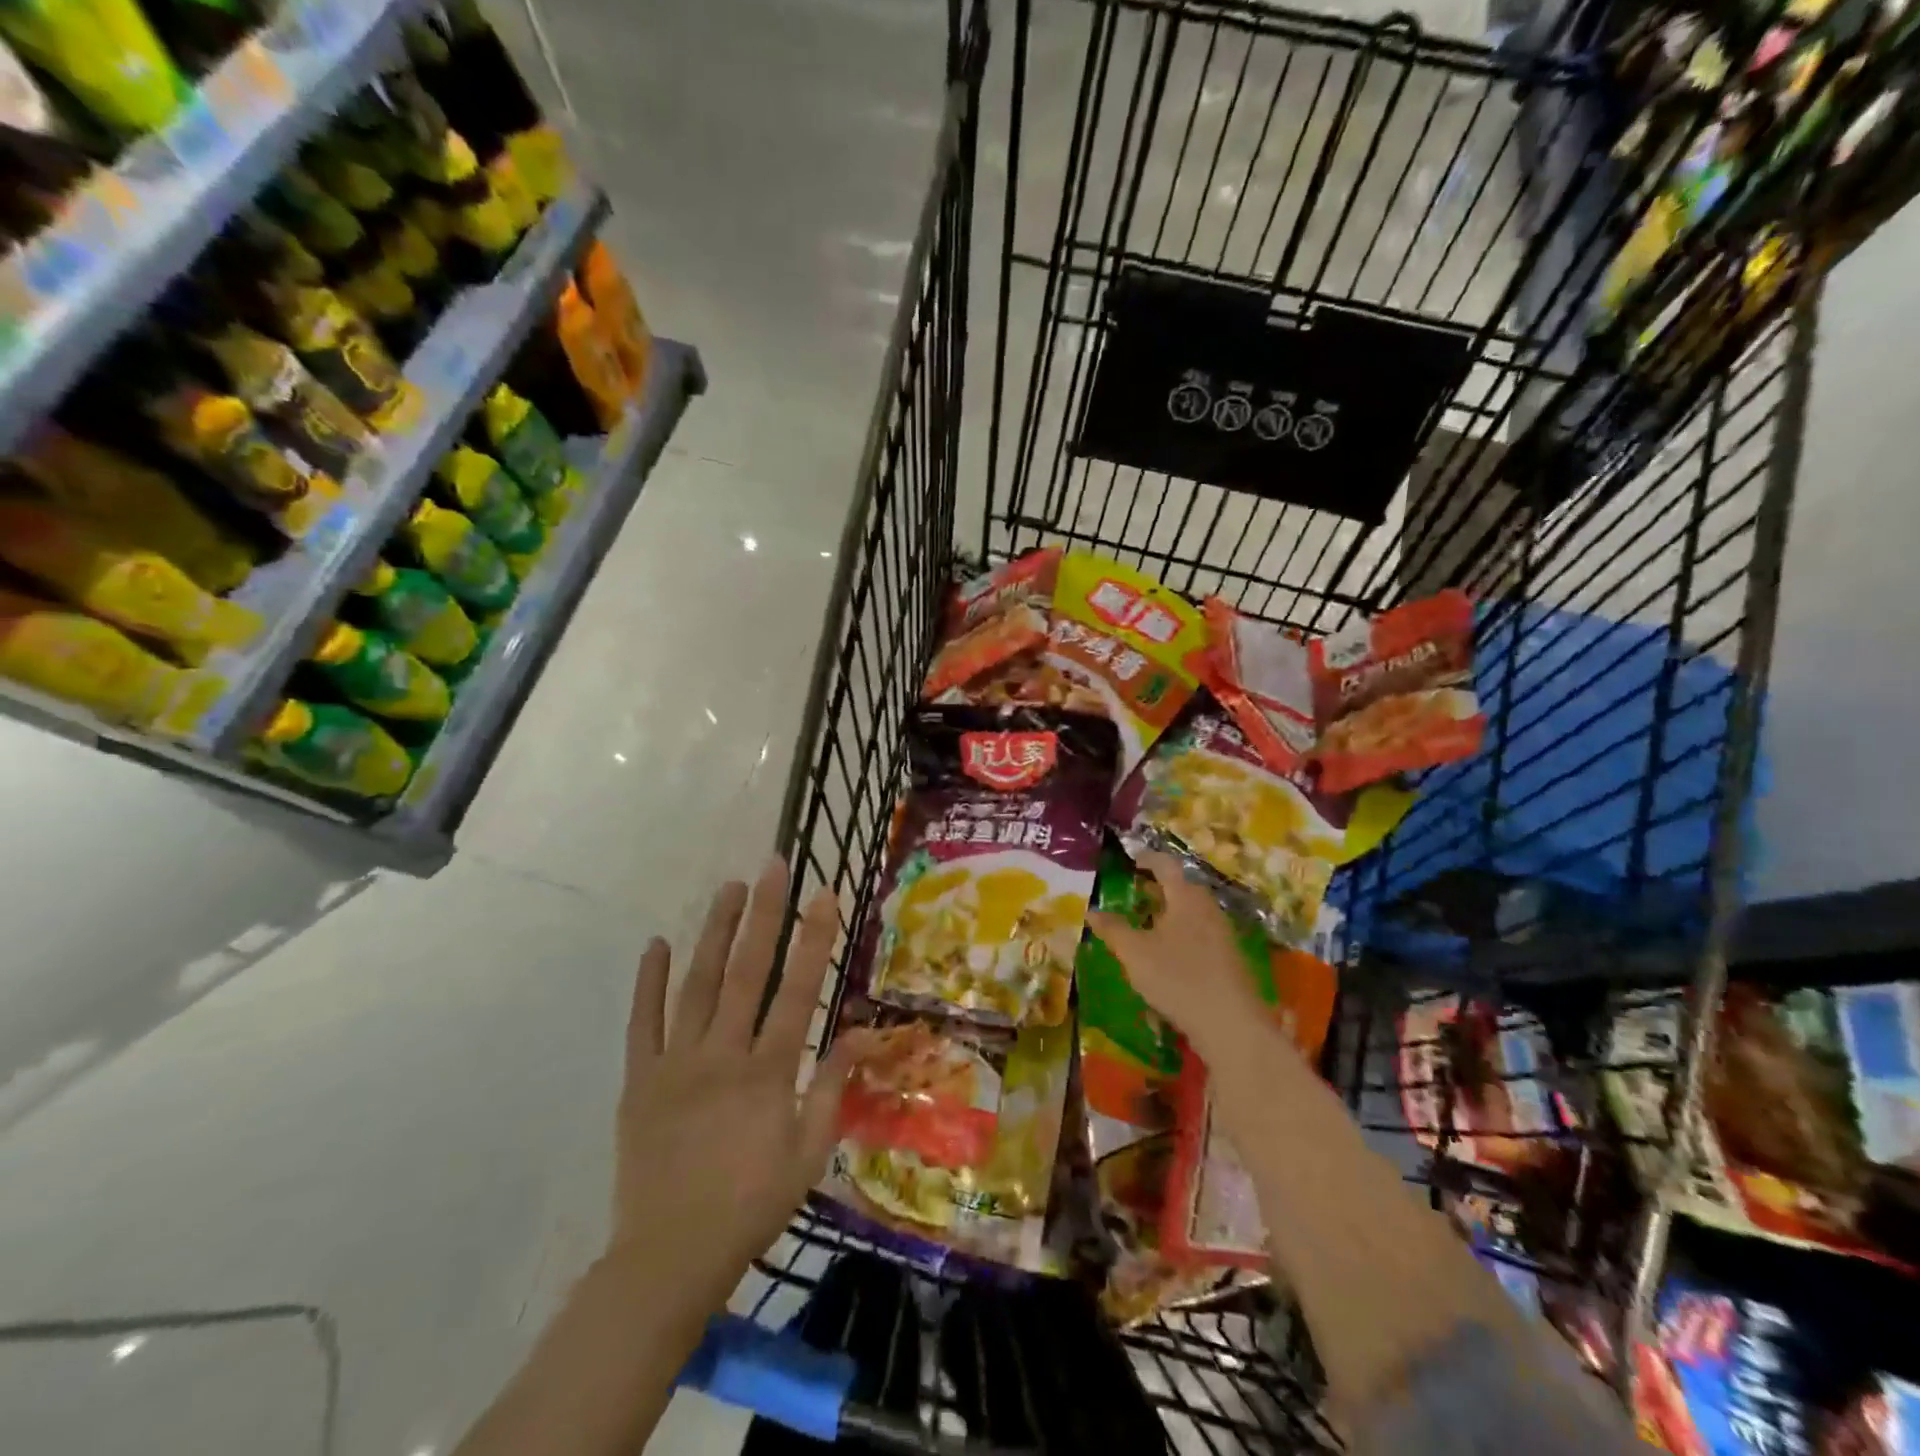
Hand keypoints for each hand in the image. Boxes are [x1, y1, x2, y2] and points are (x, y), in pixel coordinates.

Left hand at [612, 856, 860, 1312]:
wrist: (668, 1259)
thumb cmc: (751, 1205)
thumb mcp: (809, 1153)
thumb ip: (832, 1086)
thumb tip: (863, 1032)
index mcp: (767, 1072)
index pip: (798, 991)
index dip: (813, 939)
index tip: (823, 894)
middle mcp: (722, 1055)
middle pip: (746, 972)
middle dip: (763, 914)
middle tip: (772, 866)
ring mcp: (676, 1063)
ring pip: (696, 985)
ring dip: (713, 932)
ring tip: (727, 888)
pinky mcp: (640, 1079)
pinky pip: (643, 1022)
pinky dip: (649, 982)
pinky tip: (656, 944)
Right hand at [1086, 849, 1272, 1060]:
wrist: (1231, 1024)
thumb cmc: (1178, 978)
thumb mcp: (1135, 953)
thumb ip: (1113, 929)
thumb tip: (1092, 911)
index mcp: (1186, 897)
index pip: (1166, 865)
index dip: (1147, 859)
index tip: (1132, 859)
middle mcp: (1208, 908)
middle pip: (1183, 888)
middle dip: (1159, 887)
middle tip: (1136, 892)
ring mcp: (1224, 934)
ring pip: (1193, 912)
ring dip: (1171, 912)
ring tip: (1149, 925)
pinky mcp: (1230, 959)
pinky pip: (1202, 934)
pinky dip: (1183, 934)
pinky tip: (1170, 955)